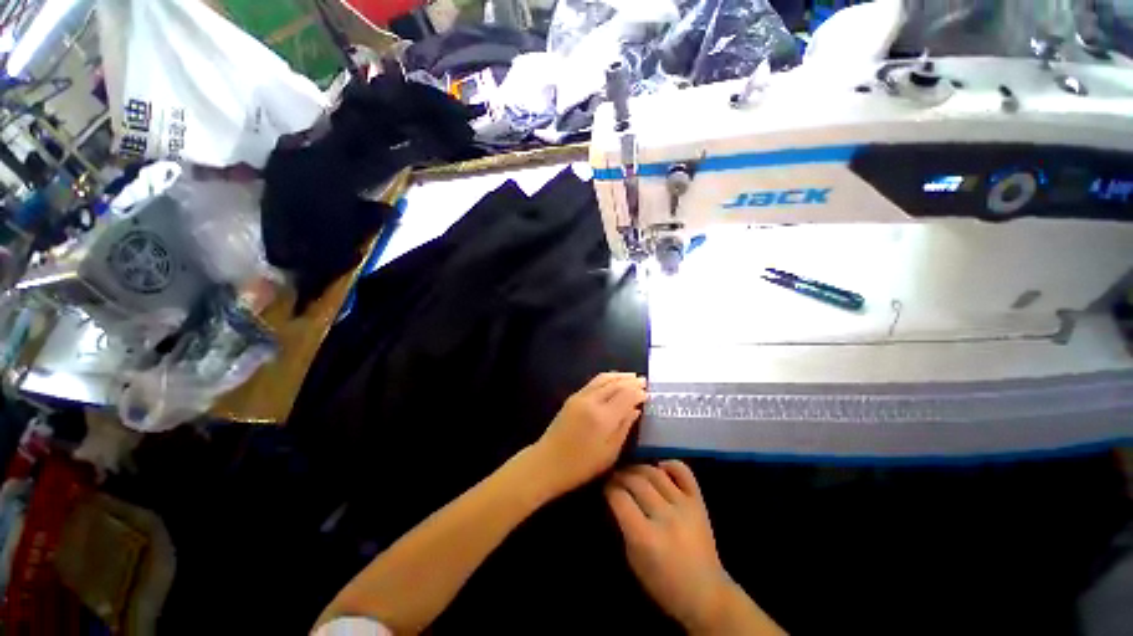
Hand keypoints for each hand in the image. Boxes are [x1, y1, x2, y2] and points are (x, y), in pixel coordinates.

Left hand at [530, 372, 646, 497]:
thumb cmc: (581, 465)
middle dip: (631, 381)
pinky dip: (607, 378)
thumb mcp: (609, 453)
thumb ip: (624, 428)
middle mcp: (592, 401)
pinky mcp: (573, 397)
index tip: (648, 393)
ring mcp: (580, 396)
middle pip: (615, 383)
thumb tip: (636, 410)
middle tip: (643, 381)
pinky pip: (594, 382)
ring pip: (603, 378)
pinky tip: (613, 382)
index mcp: (603, 417)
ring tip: (631, 377)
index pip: (626, 395)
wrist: (547, 462)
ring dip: (619, 376)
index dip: (638, 392)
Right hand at [607, 461, 776, 634]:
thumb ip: (624, 527)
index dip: (608, 489)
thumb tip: (614, 499)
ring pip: (655, 472)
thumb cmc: (663, 584)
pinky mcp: (698, 502)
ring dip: (638, 468)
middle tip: (615, 478)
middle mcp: (666, 517)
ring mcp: (684, 506)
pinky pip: (683, 471)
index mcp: (646, 538)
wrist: (706, 594)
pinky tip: (660, 468)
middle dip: (620, 476)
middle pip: (636, 481)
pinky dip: (669, 464)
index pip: (620, 499)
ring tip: (632, 473)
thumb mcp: (634, 561)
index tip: (604, 488)